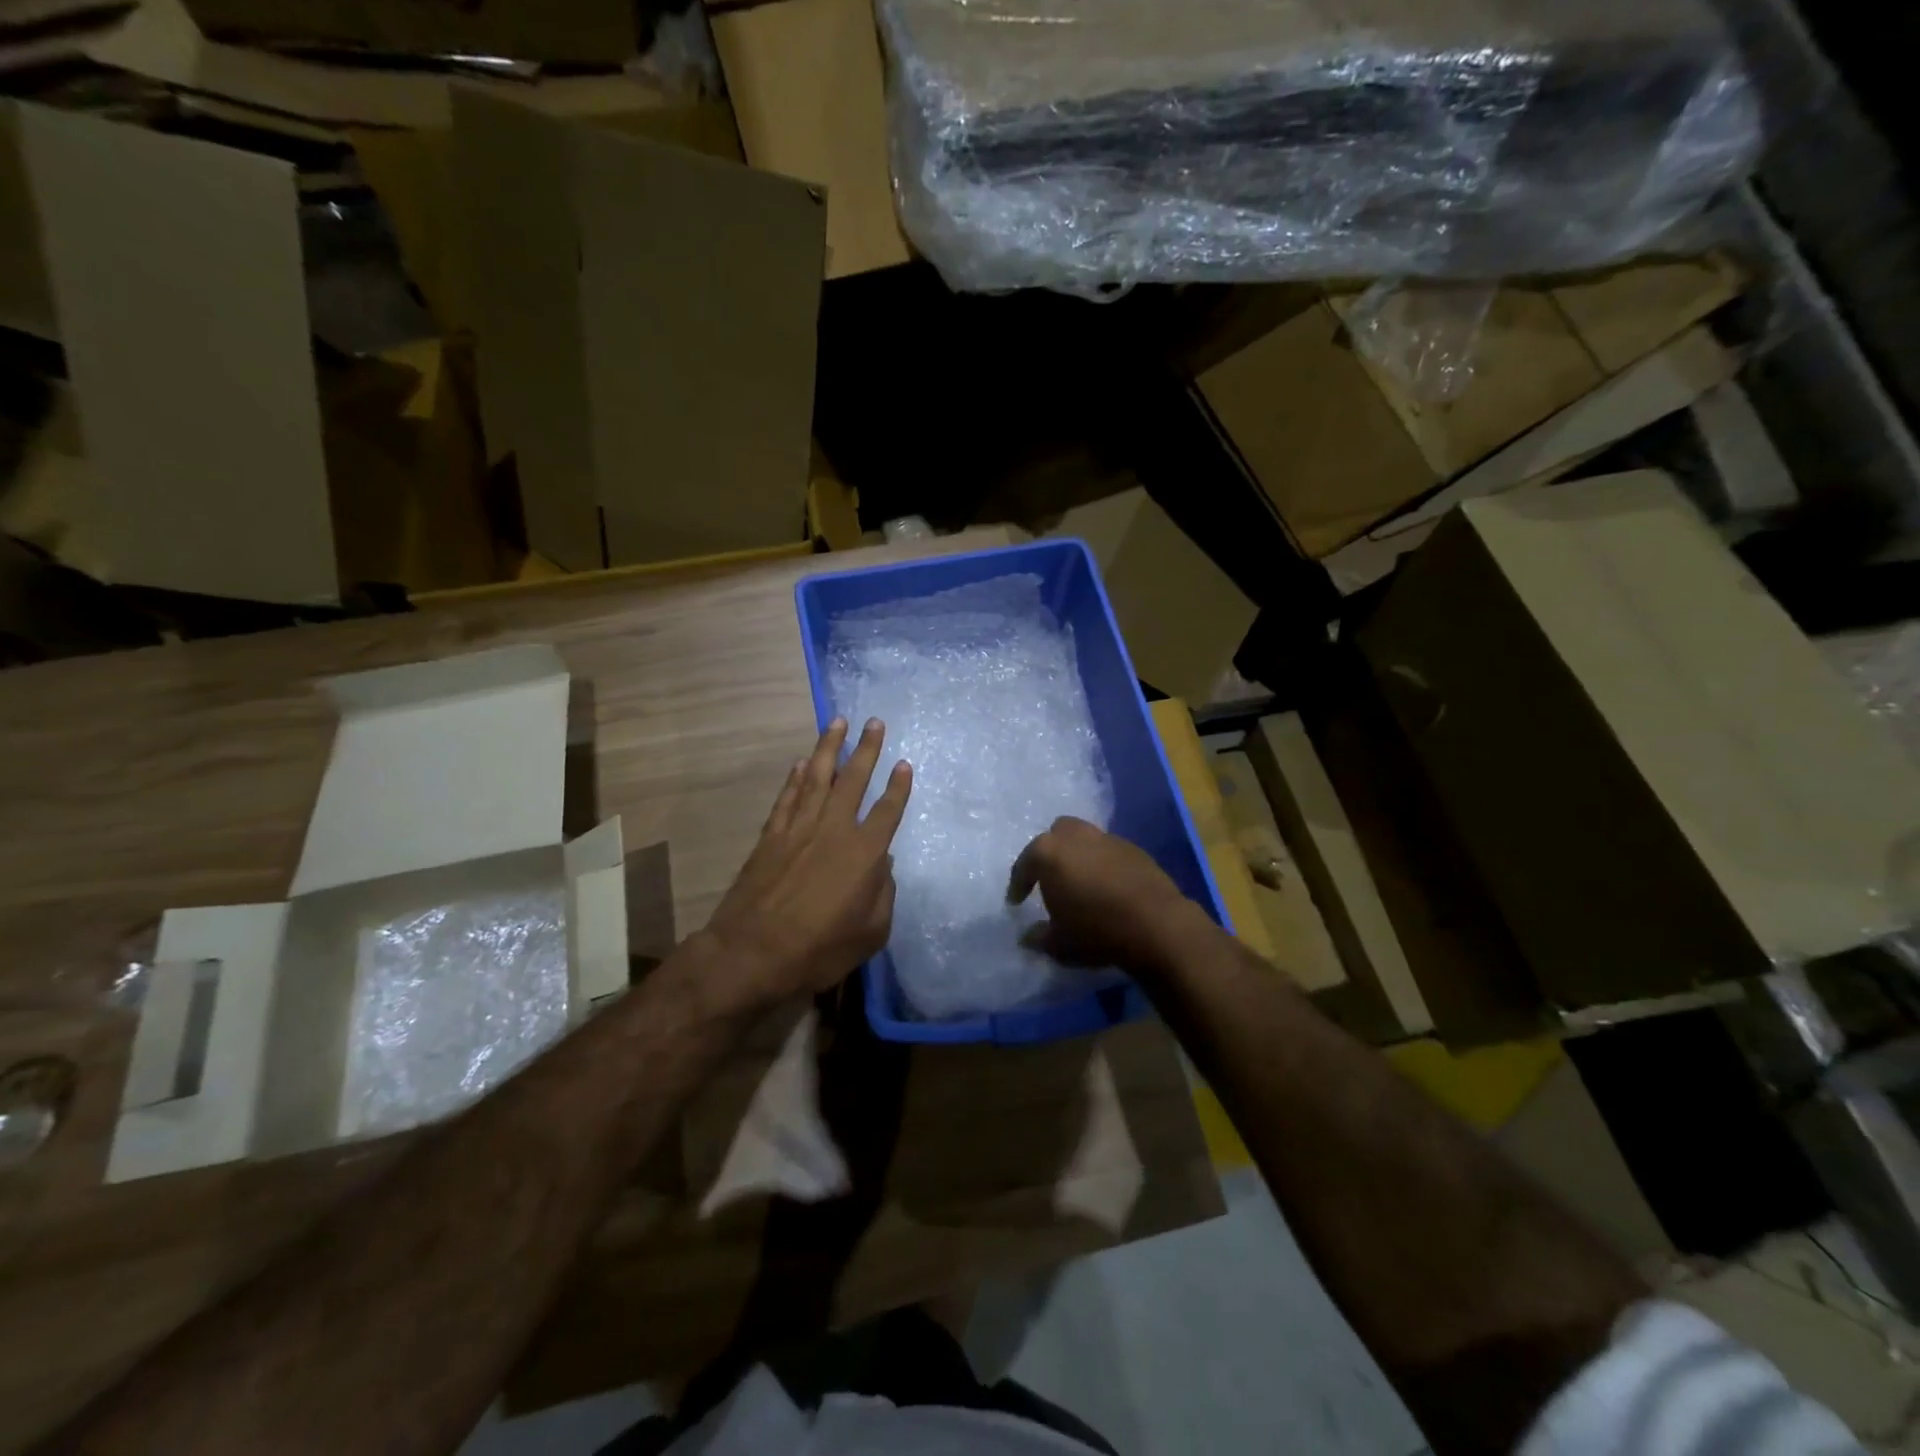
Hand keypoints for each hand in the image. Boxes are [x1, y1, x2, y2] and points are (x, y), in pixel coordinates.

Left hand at [702, 718, 911, 1013]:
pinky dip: (795, 778)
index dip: (898, 787)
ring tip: (837, 722)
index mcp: (864, 854)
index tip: (904, 763)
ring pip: (817, 778)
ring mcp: (798, 829)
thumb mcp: (871, 933)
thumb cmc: (819, 950)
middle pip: (853, 781)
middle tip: (875, 722)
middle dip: (866, 750)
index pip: (887, 811)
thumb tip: (883, 866)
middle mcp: (833, 830)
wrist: (752, 954)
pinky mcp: (770, 837)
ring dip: (828, 748)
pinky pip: (787, 798)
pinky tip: (801, 763)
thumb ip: (883, 894)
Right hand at [1007, 816, 1198, 977]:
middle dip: (1050, 854)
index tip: (1016, 902)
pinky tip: (1107, 886)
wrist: (1157, 925)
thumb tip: (1027, 937)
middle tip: (1050, 880)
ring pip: (1084, 838)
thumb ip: (1039, 937)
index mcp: (1049, 853)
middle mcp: (1076, 837)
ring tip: (1080, 882)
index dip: (1018, 885)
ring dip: (1078, 856)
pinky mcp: (1134, 848)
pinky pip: (1109, 851)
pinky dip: (1102, 864)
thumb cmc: (1097, 931)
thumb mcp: (1059, 944)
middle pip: (1055, 836)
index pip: (1024, 865)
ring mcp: (1107, 839)